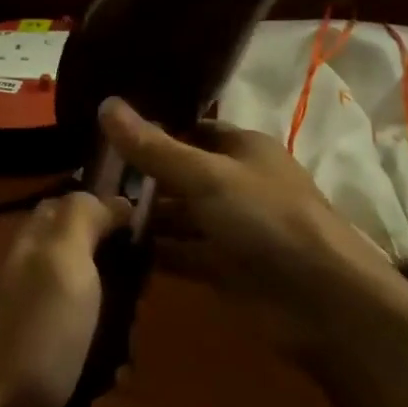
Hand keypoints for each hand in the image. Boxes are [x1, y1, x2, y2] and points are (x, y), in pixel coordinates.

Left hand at [0, 190, 130, 406]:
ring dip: (121, 321)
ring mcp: (42, 323)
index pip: (70, 204)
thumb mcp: (62, 260)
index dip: (106, 206)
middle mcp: (36, 276)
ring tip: (130, 339)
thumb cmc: (37, 333)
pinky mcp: (52, 365)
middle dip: (123, 271)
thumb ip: (83, 218)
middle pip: (90, 255)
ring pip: (97, 304)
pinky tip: (116, 376)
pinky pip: (93, 350)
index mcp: (35, 243)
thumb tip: (116, 197)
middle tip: (142, 290)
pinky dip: (109, 361)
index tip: (146, 224)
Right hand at [98, 97, 405, 350]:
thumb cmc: (267, 219)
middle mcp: (236, 183)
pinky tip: (112, 250)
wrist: (324, 303)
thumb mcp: (206, 177)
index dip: (151, 130)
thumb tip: (105, 104)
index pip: (190, 130)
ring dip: (143, 217)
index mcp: (242, 148)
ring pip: (178, 216)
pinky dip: (154, 252)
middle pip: (180, 174)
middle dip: (140, 177)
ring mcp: (231, 228)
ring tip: (88, 213)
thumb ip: (154, 148)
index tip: (102, 133)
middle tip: (83, 175)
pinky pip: (181, 253)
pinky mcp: (224, 268)